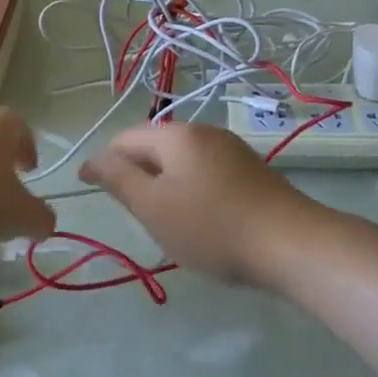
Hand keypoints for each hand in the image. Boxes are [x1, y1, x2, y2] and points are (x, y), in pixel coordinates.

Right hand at [79, 124, 320, 287]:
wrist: (291, 244)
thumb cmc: (212, 226)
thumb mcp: (153, 207)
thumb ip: (119, 179)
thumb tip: (94, 159)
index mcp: (176, 135)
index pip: (125, 139)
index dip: (102, 161)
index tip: (86, 186)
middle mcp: (205, 132)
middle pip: (155, 145)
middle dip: (134, 170)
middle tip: (125, 206)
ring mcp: (232, 150)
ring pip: (182, 160)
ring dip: (162, 180)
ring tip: (158, 215)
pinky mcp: (252, 171)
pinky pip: (206, 172)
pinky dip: (189, 188)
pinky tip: (196, 216)